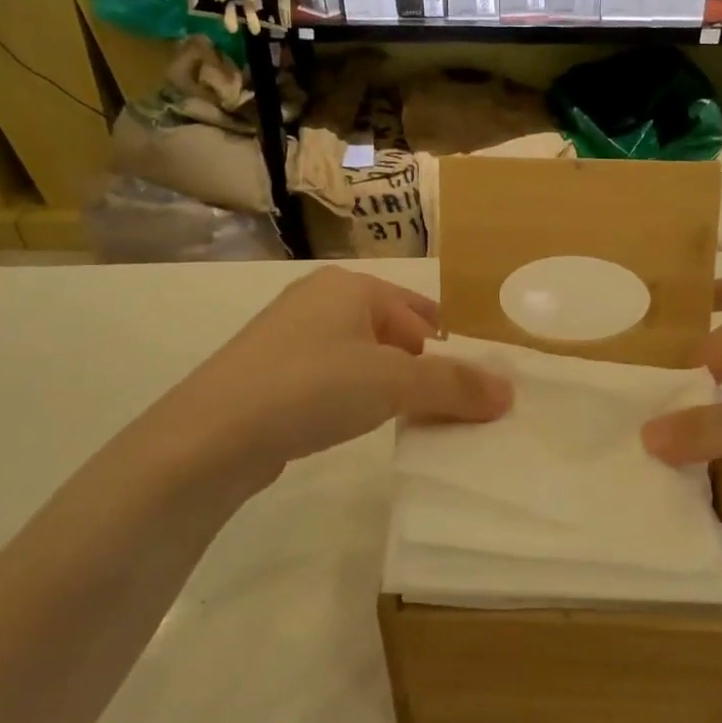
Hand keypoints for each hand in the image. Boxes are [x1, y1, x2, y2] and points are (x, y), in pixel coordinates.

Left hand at [148, 267, 512, 486]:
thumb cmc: (312, 387)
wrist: (212, 435)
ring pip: (360, 356)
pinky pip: (330, 379)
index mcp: (350, 287)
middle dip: (421, 367)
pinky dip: (352, 398)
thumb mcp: (394, 382)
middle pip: (392, 331)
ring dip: (388, 385)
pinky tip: (353, 425)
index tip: (471, 386)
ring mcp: (288, 337)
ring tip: (406, 419)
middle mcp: (318, 301)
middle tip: (446, 407)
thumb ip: (454, 385)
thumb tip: (509, 392)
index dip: (450, 347)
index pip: (420, 311)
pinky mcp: (269, 375)